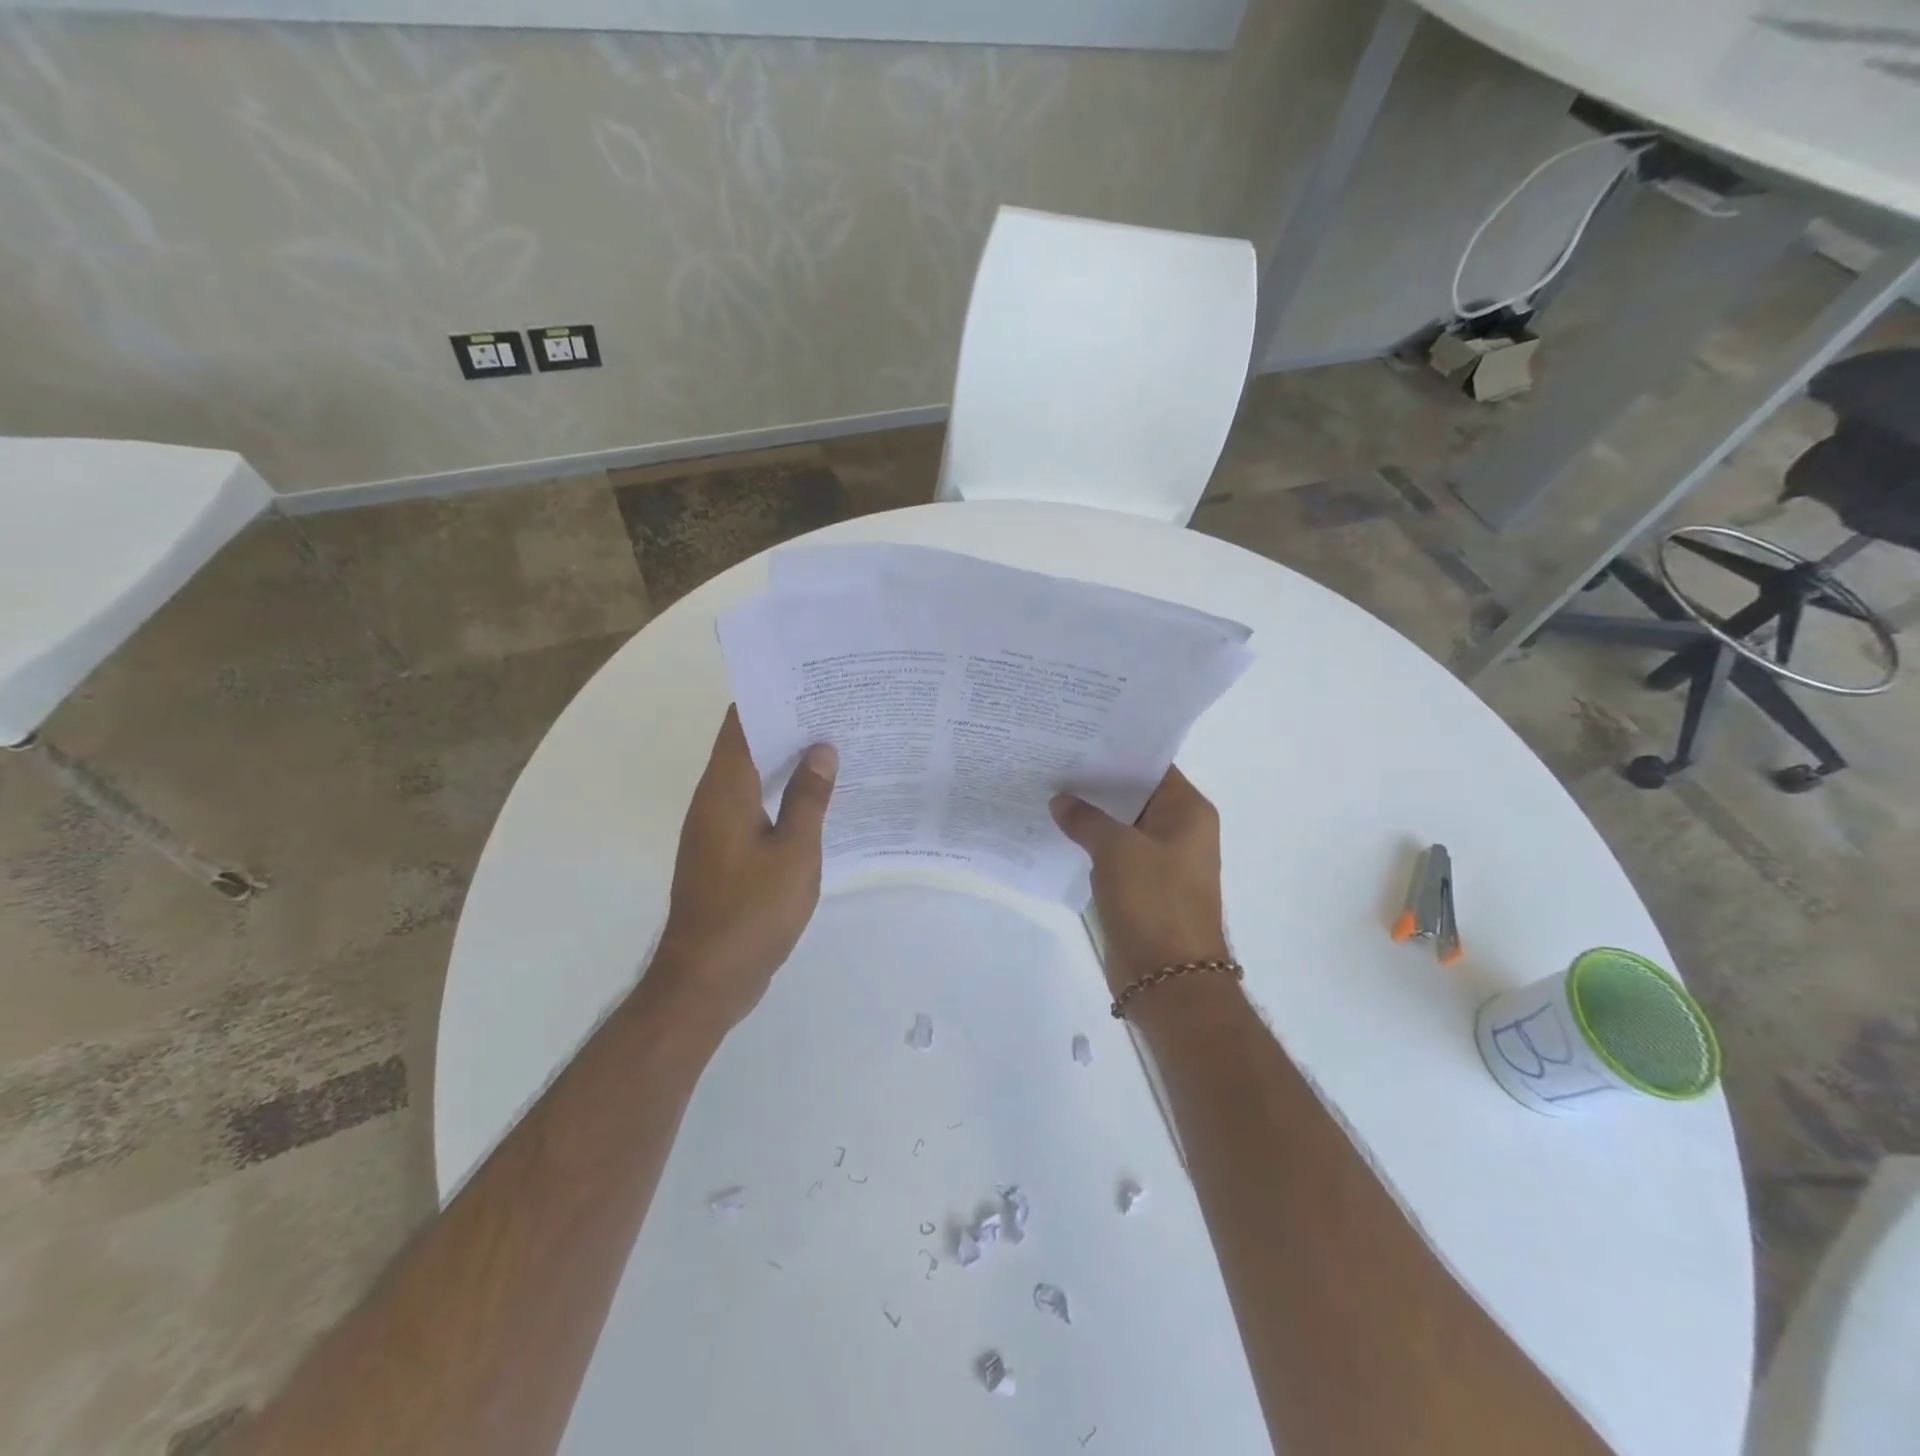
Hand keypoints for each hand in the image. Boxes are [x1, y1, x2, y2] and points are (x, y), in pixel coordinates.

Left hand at [649, 707, 836, 1027]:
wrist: (707, 978)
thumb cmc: (752, 912)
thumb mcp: (794, 853)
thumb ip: (808, 798)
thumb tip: (820, 749)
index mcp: (725, 790)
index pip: (742, 723)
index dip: (773, 697)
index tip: (812, 682)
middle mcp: (713, 800)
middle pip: (747, 746)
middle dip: (787, 726)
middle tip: (836, 711)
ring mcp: (715, 828)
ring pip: (751, 778)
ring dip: (785, 762)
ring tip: (834, 748)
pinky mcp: (723, 853)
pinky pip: (753, 807)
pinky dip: (780, 795)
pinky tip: (816, 801)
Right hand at [1052, 767, 1228, 994]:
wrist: (1169, 980)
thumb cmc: (1153, 903)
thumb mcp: (1116, 850)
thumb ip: (1086, 819)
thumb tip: (1060, 801)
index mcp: (1187, 812)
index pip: (1151, 766)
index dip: (1115, 752)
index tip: (1076, 738)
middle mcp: (1179, 830)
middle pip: (1133, 794)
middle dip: (1095, 782)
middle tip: (1052, 759)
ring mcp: (1161, 860)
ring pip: (1120, 825)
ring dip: (1090, 814)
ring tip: (1047, 789)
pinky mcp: (1142, 886)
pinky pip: (1114, 853)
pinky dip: (1090, 843)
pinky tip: (1056, 830)